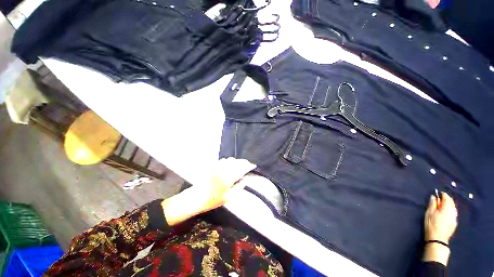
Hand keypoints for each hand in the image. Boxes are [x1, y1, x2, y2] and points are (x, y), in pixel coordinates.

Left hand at [162, 158, 255, 225]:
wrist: (195, 198)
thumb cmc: (213, 200)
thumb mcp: (228, 198)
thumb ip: (239, 188)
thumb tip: (246, 179)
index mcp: (229, 179)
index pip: (241, 169)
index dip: (248, 166)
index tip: (253, 165)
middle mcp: (224, 171)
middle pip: (236, 162)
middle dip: (243, 162)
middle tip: (247, 163)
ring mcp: (217, 168)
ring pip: (230, 160)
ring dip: (236, 161)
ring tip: (240, 163)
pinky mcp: (212, 167)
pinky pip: (222, 161)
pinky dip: (228, 161)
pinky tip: (229, 163)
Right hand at [424, 192, 457, 242]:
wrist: (438, 239)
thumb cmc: (431, 224)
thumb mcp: (429, 213)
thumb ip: (432, 204)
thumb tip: (434, 197)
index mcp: (446, 208)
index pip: (447, 198)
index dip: (442, 195)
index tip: (438, 194)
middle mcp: (453, 211)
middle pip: (451, 202)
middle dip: (446, 199)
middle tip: (440, 199)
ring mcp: (454, 218)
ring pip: (453, 208)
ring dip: (449, 205)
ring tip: (442, 206)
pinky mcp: (454, 222)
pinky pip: (453, 213)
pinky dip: (450, 210)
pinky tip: (446, 213)